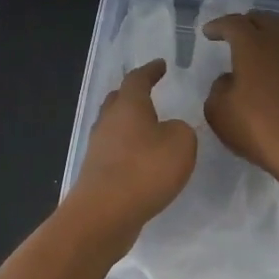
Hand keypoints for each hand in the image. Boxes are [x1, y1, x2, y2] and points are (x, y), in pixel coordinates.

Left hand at [68, 60, 196, 240]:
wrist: (105, 213)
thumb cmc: (145, 170)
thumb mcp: (182, 143)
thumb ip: (181, 130)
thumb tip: (168, 131)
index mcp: (128, 105)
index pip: (138, 79)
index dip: (150, 70)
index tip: (161, 65)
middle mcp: (108, 121)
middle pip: (118, 100)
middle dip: (133, 94)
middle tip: (148, 92)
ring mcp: (98, 148)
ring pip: (114, 126)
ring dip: (129, 124)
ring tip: (147, 128)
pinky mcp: (96, 173)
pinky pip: (114, 151)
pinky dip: (127, 149)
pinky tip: (140, 160)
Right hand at [202, 12, 278, 188]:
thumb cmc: (258, 128)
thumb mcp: (219, 112)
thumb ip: (218, 89)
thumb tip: (229, 80)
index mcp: (253, 45)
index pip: (234, 23)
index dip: (219, 25)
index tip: (208, 32)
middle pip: (263, 20)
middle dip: (245, 23)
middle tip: (232, 33)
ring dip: (267, 33)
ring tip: (256, 45)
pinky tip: (275, 69)